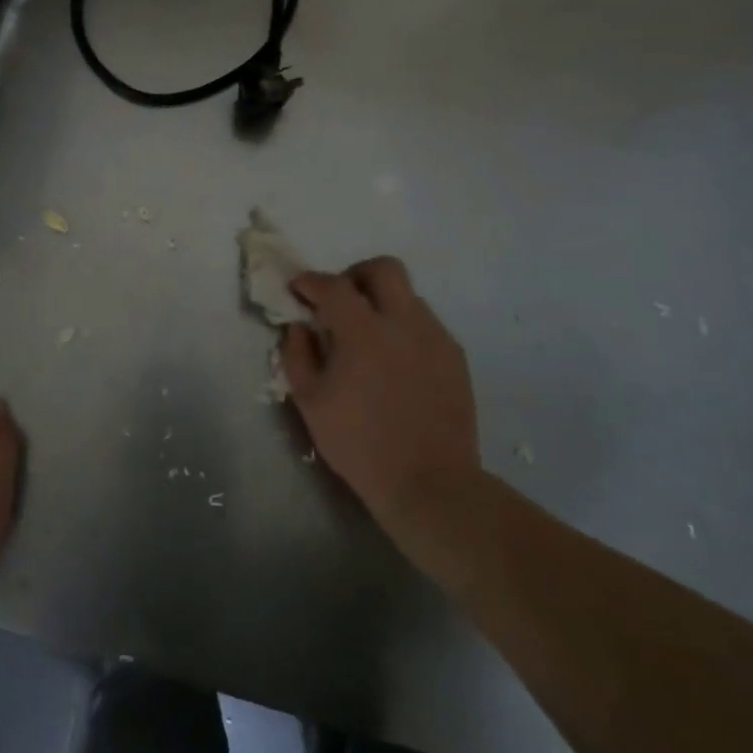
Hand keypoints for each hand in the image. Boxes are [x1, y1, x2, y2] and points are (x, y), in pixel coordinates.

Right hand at [279, 258, 486, 566]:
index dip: (311, 282)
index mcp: (363, 331)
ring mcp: (435, 337)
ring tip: (368, 337)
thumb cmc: (360, 444)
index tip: (298, 289)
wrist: (430, 483)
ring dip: (382, 303)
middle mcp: (404, 322)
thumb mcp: (310, 403)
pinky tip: (394, 362)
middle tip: (340, 301)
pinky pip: (425, 325)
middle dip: (355, 275)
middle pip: (383, 269)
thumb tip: (299, 327)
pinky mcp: (455, 357)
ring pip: (408, 296)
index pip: (334, 286)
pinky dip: (403, 329)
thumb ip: (298, 356)